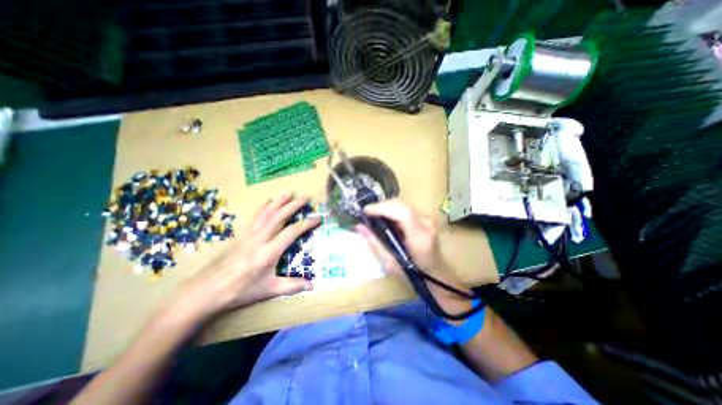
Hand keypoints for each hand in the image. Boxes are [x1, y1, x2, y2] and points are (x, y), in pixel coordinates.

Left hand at [171, 195, 318, 320]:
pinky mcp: (240, 234)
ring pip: (266, 213)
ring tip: (288, 193)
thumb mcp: (268, 290)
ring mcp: (248, 234)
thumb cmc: (239, 291)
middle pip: (279, 216)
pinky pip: (255, 216)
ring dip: (279, 202)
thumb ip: (292, 286)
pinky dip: (263, 206)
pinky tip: (267, 201)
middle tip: (305, 197)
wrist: (205, 291)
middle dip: (294, 205)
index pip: (292, 232)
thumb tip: (312, 286)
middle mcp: (260, 238)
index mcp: (269, 252)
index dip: (306, 224)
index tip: (317, 218)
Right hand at [356, 198, 474, 319]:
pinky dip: (393, 210)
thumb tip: (359, 227)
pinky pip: (406, 209)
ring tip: (374, 215)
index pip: (403, 213)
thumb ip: (375, 244)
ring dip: (387, 207)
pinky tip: (385, 218)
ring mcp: (428, 220)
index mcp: (419, 238)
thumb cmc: (413, 276)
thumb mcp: (390, 264)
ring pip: (404, 204)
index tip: (366, 211)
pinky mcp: (426, 219)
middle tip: (367, 213)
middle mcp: (426, 224)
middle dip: (382, 205)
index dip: (383, 208)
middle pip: (402, 204)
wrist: (437, 276)